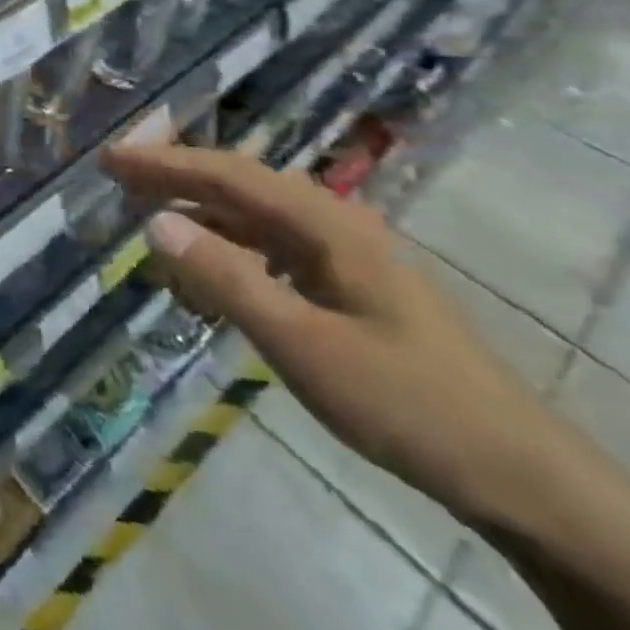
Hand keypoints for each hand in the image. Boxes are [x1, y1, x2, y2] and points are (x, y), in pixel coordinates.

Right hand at [105, 144, 554, 528]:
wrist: (519, 473)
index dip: (163, 161)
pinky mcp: (346, 284)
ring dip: (199, 210)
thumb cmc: (406, 402)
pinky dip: (227, 247)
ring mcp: (342, 253)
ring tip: (146, 216)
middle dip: (175, 174)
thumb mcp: (303, 344)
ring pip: (253, 214)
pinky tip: (206, 267)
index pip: (227, 173)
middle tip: (116, 175)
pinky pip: (270, 247)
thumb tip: (155, 224)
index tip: (110, 157)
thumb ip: (226, 279)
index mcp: (324, 222)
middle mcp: (331, 221)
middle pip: (238, 182)